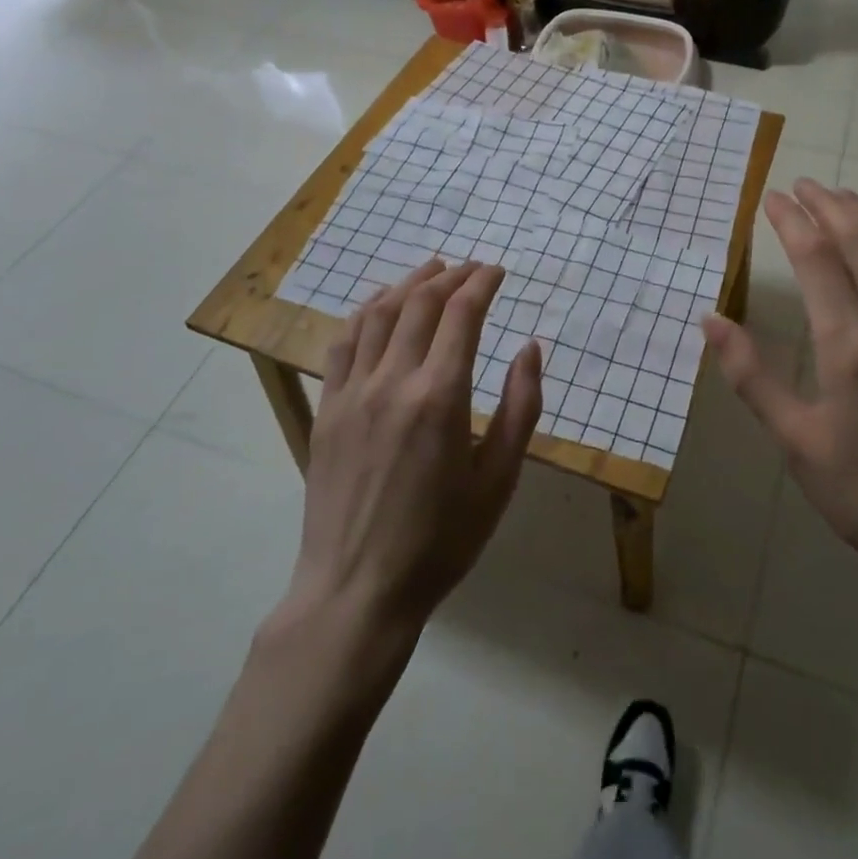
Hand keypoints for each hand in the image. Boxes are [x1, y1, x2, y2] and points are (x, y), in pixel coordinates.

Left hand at [288, 259, 543, 632]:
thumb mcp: (498, 480)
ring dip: (409, 284)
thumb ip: (520, 408)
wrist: (356, 590)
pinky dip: (366, 310)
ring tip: (432, 270)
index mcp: (440, 397)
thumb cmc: (441, 540)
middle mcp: (393, 381)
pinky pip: (345, 341)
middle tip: (473, 268)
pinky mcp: (328, 408)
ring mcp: (353, 392)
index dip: (482, 283)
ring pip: (380, 313)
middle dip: (451, 276)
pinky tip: (380, 303)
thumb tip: (529, 349)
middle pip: (421, 303)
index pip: (462, 314)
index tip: (497, 271)